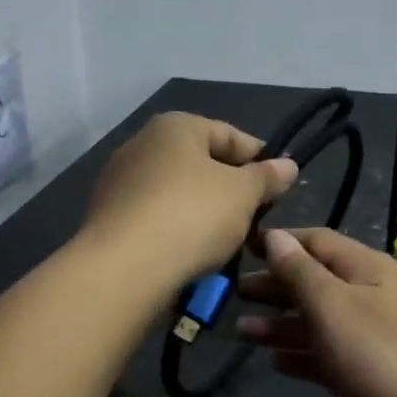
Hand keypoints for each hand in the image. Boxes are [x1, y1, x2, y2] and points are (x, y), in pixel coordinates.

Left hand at [82, 113, 297, 286]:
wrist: (124, 269)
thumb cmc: (191, 216)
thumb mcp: (243, 194)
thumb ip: (267, 177)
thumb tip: (287, 164)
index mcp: (174, 127)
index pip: (230, 135)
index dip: (261, 160)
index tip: (281, 189)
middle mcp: (141, 146)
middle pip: (201, 165)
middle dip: (232, 192)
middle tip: (257, 221)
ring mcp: (120, 183)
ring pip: (179, 196)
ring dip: (206, 216)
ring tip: (229, 245)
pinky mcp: (109, 219)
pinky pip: (156, 221)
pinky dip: (178, 233)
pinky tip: (194, 257)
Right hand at [235, 228, 396, 396]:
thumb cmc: (380, 355)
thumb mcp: (332, 305)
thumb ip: (300, 272)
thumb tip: (276, 236)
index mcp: (367, 269)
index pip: (317, 241)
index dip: (280, 241)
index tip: (243, 246)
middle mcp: (373, 297)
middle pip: (316, 282)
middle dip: (276, 285)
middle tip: (235, 293)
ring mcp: (375, 339)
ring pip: (320, 323)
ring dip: (282, 325)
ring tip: (243, 333)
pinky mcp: (374, 377)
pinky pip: (330, 357)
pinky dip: (303, 356)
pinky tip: (276, 363)